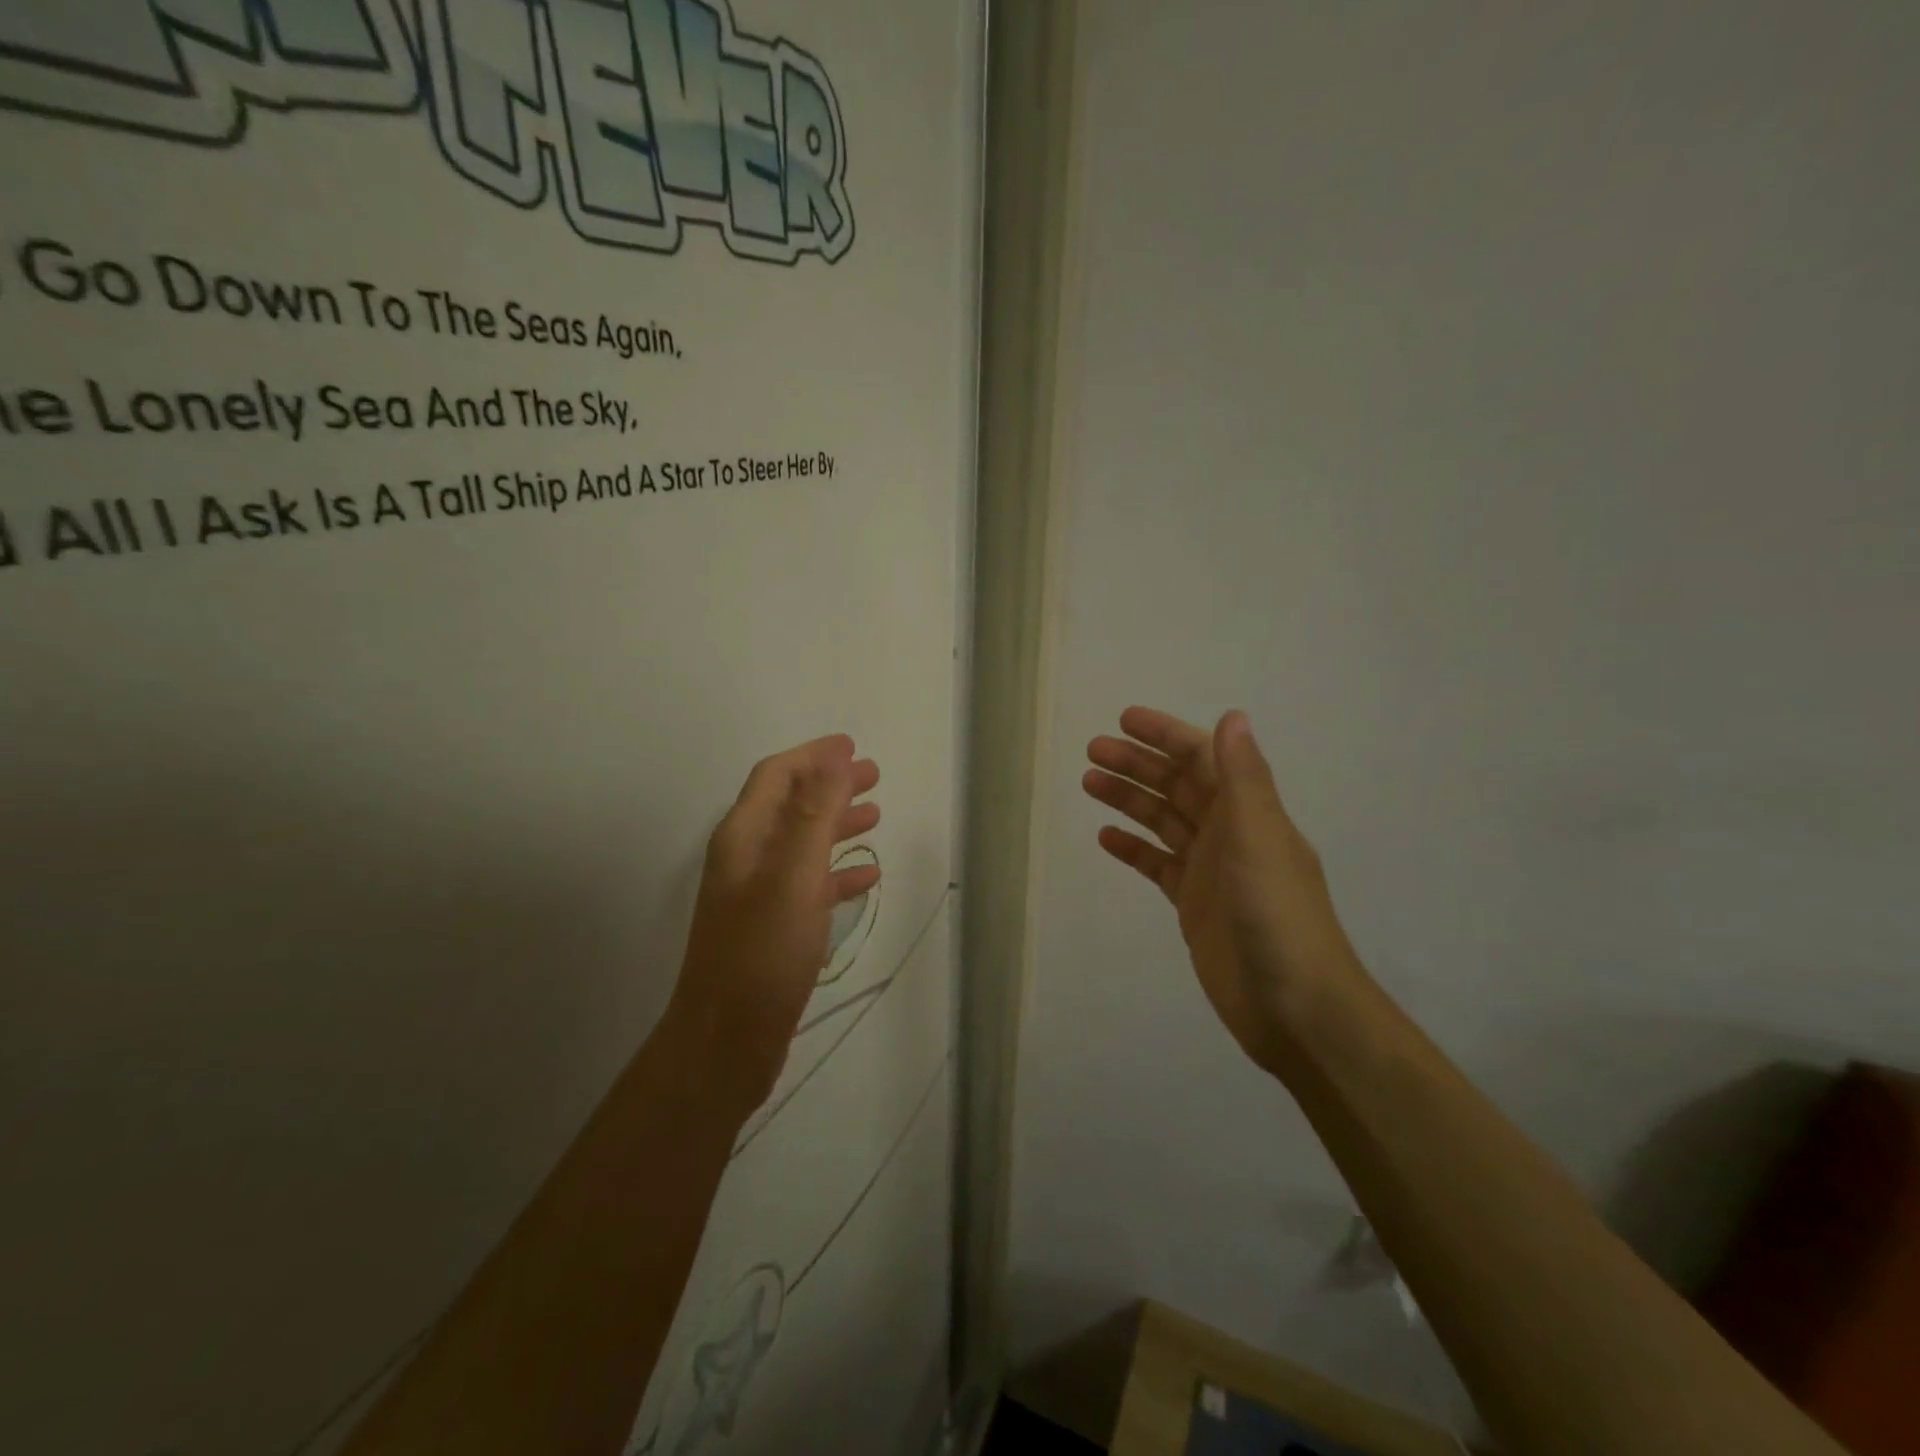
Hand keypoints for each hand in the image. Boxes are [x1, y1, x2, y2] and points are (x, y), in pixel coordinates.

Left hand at [669, 735, 881, 1111]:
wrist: (727, 1041)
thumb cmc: (762, 953)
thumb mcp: (793, 876)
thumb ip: (814, 814)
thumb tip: (832, 757)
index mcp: (743, 837)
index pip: (776, 777)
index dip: (813, 756)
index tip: (852, 746)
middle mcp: (746, 859)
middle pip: (791, 805)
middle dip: (830, 785)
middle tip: (873, 776)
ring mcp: (758, 895)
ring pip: (802, 844)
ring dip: (836, 825)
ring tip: (875, 816)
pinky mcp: (774, 928)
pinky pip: (810, 885)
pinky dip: (837, 872)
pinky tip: (867, 876)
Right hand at [1083, 707, 1364, 1079]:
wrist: (1293, 1006)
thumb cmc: (1276, 915)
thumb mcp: (1259, 837)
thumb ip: (1243, 777)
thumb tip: (1233, 716)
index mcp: (1248, 811)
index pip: (1202, 758)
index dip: (1165, 735)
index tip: (1124, 720)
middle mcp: (1229, 833)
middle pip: (1177, 786)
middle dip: (1137, 764)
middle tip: (1092, 751)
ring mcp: (1210, 870)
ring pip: (1163, 821)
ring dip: (1129, 799)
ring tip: (1089, 782)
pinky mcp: (1194, 904)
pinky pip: (1158, 865)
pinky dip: (1134, 849)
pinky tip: (1106, 838)